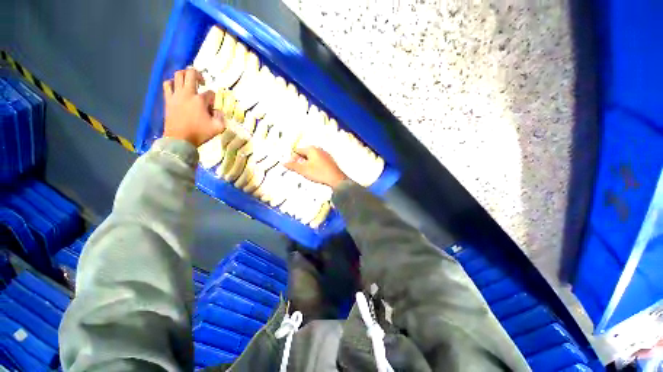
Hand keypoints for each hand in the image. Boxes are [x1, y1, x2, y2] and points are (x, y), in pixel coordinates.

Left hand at [162, 68, 224, 146]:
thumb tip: (217, 111)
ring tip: (189, 82)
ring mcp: (176, 95)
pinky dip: (172, 83)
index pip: (210, 93)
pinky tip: (176, 87)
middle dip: (198, 75)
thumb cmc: (199, 133)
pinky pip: (167, 84)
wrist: (179, 139)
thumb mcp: (218, 127)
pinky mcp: (168, 99)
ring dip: (184, 75)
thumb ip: (221, 117)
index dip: (214, 99)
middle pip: (191, 74)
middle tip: (202, 82)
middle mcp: (187, 93)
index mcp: (200, 100)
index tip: (213, 107)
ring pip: (177, 75)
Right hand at [284, 147, 347, 187]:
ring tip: (307, 172)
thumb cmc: (319, 173)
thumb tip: (283, 163)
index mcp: (312, 149)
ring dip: (307, 164)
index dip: (293, 158)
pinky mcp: (329, 160)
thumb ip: (293, 166)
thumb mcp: (303, 170)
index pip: (298, 150)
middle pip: (305, 153)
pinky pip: (318, 161)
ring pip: (312, 158)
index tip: (292, 166)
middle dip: (300, 161)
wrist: (336, 179)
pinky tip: (315, 173)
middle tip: (299, 170)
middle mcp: (319, 149)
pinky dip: (314, 165)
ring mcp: (325, 154)